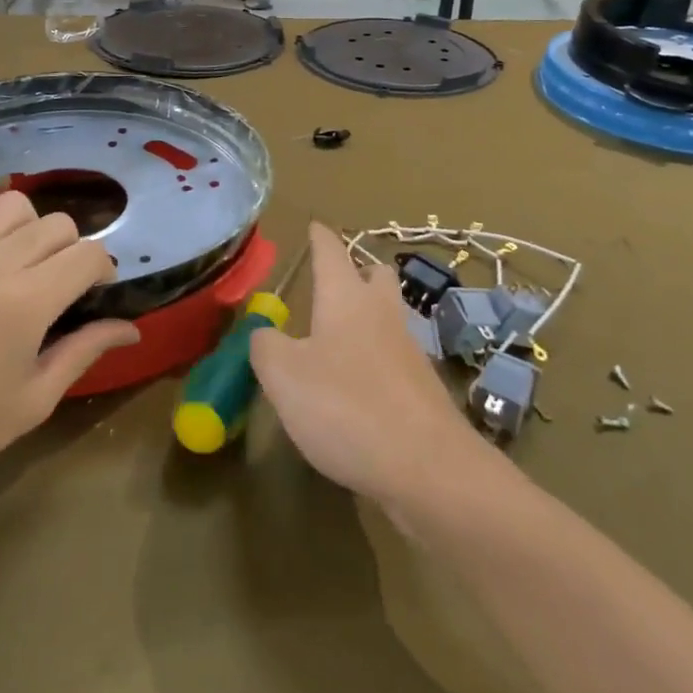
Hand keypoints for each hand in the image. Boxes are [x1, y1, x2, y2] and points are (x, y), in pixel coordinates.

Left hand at [0, 192, 138, 530]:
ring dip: (28, 229)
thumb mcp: (35, 399)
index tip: (96, 295)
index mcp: (28, 302)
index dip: (104, 270)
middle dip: (72, 250)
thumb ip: (86, 351)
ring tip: (19, 264)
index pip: (89, 254)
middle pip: (56, 224)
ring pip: (10, 206)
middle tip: (60, 288)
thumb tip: (133, 328)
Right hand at [250, 223, 486, 508]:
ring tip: (338, 335)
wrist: (428, 467)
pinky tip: (358, 385)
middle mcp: (382, 313)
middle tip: (334, 282)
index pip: (331, 251)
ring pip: (389, 315)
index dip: (320, 237)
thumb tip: (264, 333)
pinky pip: (395, 357)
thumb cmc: (346, 406)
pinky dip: (376, 358)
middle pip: (376, 276)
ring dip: (368, 315)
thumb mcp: (284, 376)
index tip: (314, 225)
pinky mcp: (423, 388)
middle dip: (357, 271)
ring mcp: (409, 350)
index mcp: (346, 298)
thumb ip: (265, 346)